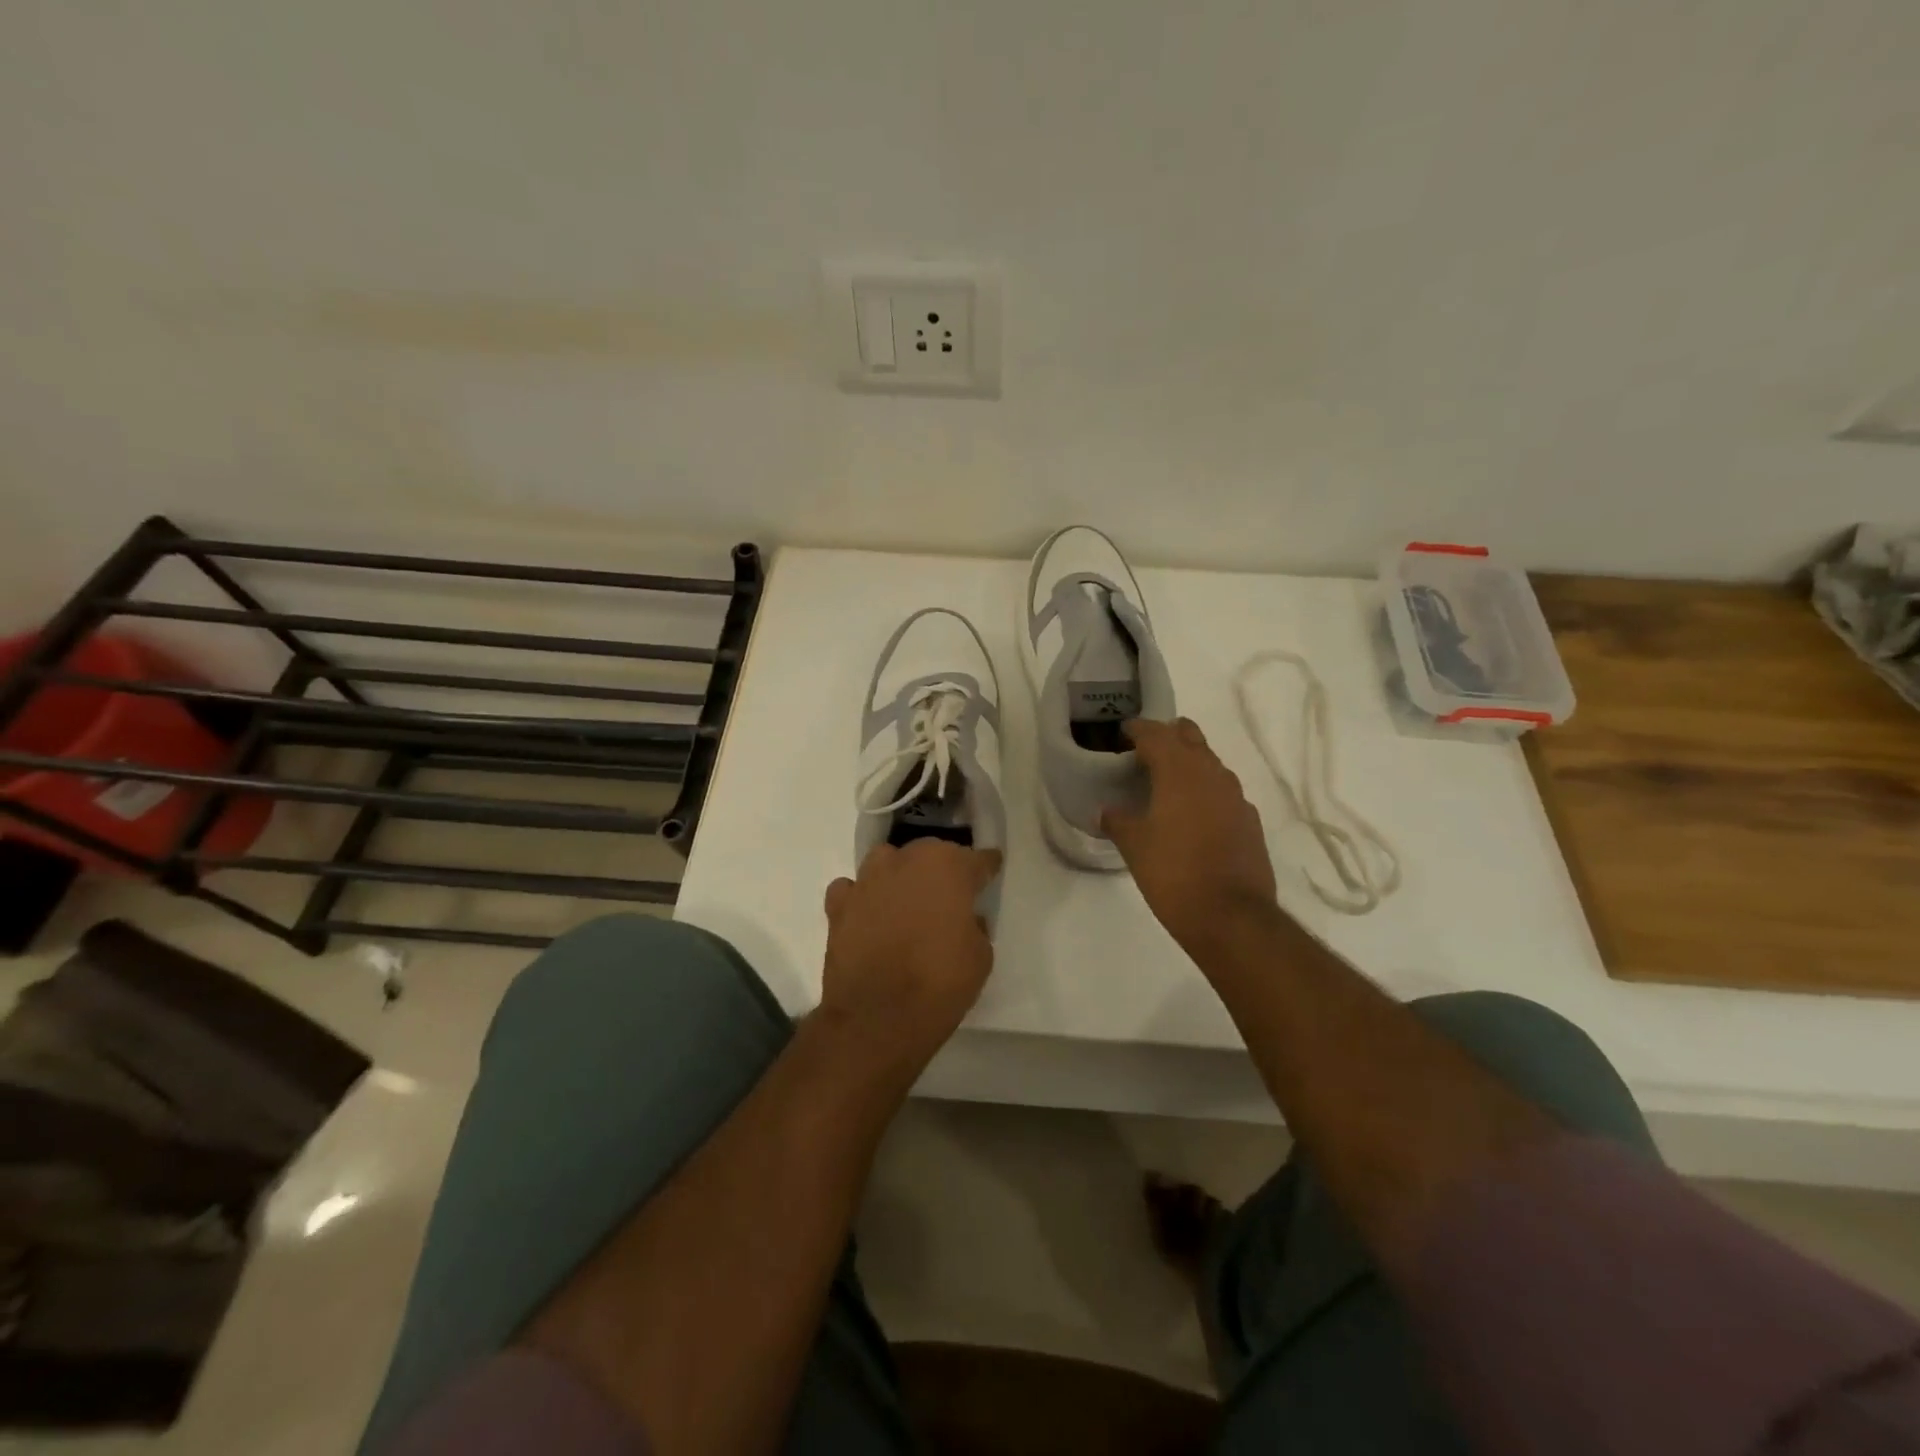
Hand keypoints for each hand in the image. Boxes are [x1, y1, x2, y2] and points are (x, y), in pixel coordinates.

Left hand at [821, 839, 1000, 1069]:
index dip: (986, 866)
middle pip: (929, 853)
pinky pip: (853, 889)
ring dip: (899, 876)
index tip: (991, 869)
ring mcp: (868, 880)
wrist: (877, 1017)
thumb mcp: (981, 956)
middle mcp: (906, 861)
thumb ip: (974, 925)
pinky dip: (862, 898)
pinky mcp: (838, 905)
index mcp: (948, 866)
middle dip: (941, 870)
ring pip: (888, 862)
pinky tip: (869, 915)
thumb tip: (963, 919)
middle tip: (949, 896)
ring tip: (907, 901)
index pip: (977, 859)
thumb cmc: (940, 983)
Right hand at [1103, 718, 1279, 960]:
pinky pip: (1224, 793)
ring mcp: (1236, 797)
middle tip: (1145, 752)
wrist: (1232, 916)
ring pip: (1210, 763)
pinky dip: (1206, 793)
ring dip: (1189, 764)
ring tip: (1166, 784)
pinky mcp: (1250, 821)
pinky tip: (1193, 816)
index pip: (1155, 733)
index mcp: (1179, 771)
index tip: (1123, 733)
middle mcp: (1212, 774)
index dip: (1137, 729)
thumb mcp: (1134, 846)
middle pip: (1190, 737)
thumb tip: (1106, 811)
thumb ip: (1118, 821)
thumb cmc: (1173, 873)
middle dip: (1168, 737)